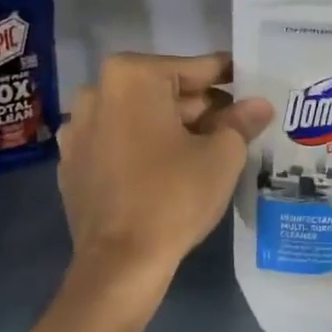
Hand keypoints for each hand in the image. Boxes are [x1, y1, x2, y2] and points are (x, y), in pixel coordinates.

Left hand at [57, 53, 272, 279]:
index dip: (230, 77)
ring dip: (171, 127)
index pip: (196, 68)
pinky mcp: (72, 163)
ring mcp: (78, 128)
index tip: (253, 84)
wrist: (120, 263)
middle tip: (238, 125)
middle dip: (201, 107)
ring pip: (140, 117)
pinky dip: (143, 149)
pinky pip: (118, 143)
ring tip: (207, 150)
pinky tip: (167, 171)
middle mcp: (96, 91)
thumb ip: (241, 121)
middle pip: (165, 91)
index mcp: (132, 76)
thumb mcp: (223, 155)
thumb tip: (259, 104)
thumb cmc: (175, 196)